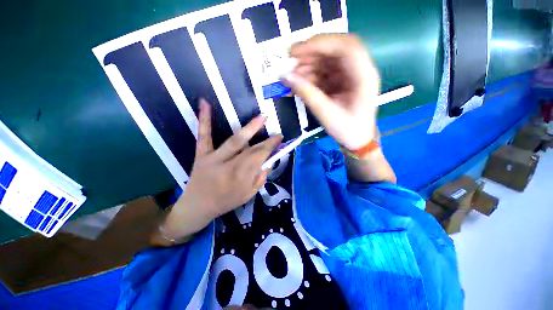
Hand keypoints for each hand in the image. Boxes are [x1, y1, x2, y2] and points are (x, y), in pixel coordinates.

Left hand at [158, 99, 282, 242]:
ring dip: (249, 128)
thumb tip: (268, 162)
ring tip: (261, 117)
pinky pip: (204, 136)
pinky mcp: (201, 154)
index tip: (279, 138)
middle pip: (251, 150)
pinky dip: (205, 119)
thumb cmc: (225, 202)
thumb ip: (259, 179)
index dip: (271, 147)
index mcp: (241, 179)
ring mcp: (213, 158)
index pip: (260, 159)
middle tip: (276, 131)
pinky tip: (205, 103)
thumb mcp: (247, 195)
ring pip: (235, 141)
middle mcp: (229, 167)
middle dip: (266, 140)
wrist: (197, 207)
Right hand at [283, 34, 380, 150]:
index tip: (295, 52)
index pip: (346, 46)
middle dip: (311, 52)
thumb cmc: (347, 130)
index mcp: (364, 76)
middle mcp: (359, 70)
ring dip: (308, 64)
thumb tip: (285, 76)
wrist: (356, 140)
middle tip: (290, 60)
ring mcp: (350, 74)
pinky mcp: (342, 81)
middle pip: (336, 48)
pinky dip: (310, 74)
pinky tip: (299, 82)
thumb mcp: (326, 114)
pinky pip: (325, 71)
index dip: (320, 43)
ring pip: (328, 59)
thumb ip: (306, 93)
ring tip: (293, 75)